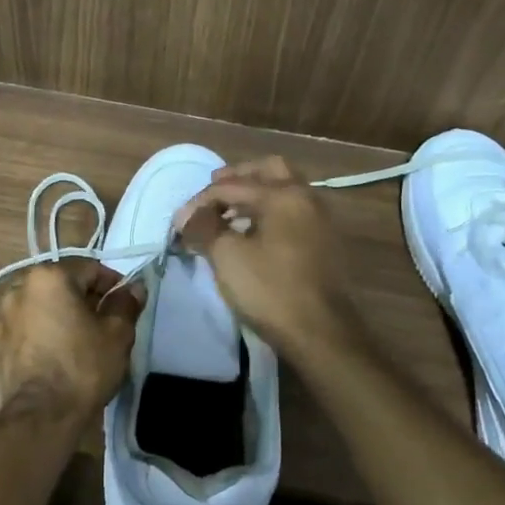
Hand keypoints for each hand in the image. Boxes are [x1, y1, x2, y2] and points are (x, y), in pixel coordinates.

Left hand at [0, 259, 142, 419]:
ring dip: (53, 319)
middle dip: (80, 301)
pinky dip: (32, 339)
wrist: (38, 418)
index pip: (89, 269)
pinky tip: (46, 361)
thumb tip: (134, 287)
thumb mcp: (117, 335)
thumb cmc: (83, 368)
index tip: (123, 306)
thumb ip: (126, 304)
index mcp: (48, 278)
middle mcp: (17, 289)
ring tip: (71, 345)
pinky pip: (18, 334)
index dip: (112, 285)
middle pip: (58, 287)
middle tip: (101, 326)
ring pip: (35, 310)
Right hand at [175, 157, 362, 360]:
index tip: (180, 222)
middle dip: (237, 178)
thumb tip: (187, 216)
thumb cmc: (271, 290)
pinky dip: (270, 211)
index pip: (232, 185)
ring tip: (228, 214)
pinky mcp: (324, 242)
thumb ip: (204, 228)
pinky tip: (252, 233)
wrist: (321, 334)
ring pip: (284, 190)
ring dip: (255, 194)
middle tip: (213, 193)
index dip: (201, 201)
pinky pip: (292, 212)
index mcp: (283, 194)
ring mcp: (320, 220)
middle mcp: (306, 197)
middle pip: (269, 170)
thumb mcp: (227, 256)